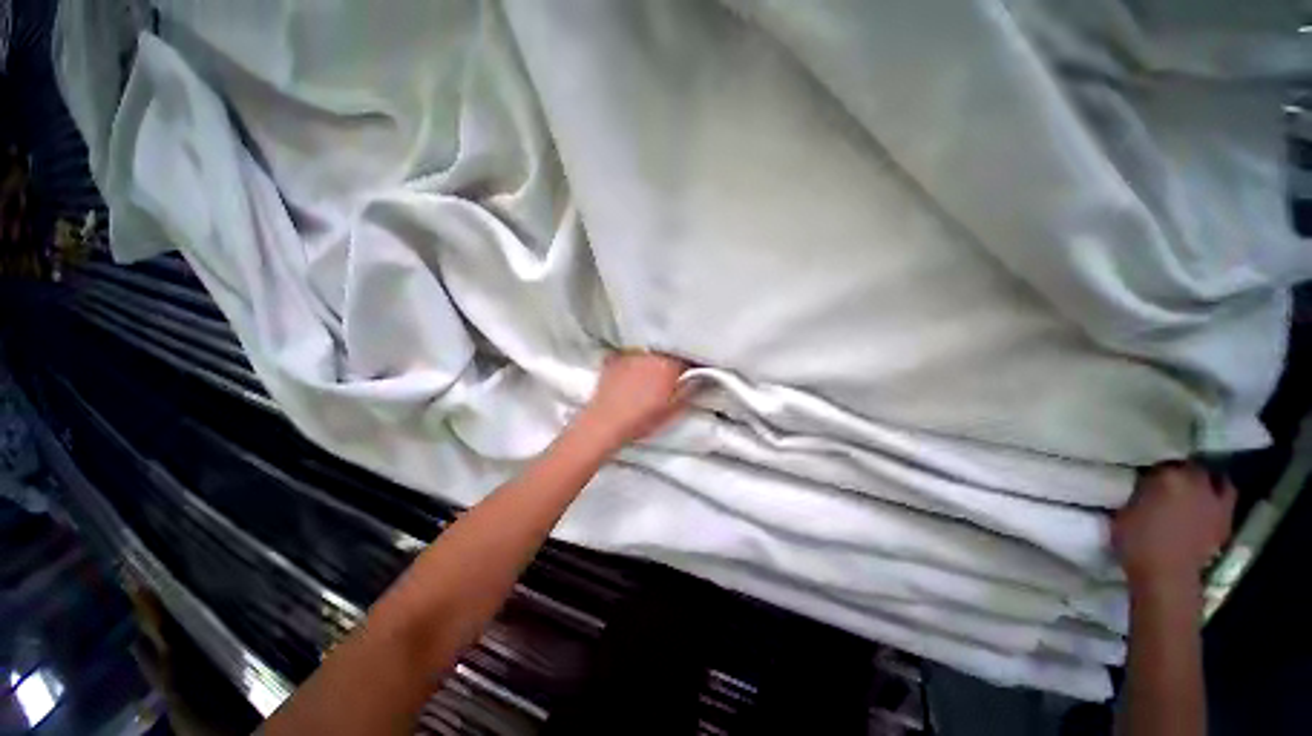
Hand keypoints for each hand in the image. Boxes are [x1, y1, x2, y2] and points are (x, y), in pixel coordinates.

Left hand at [575, 352, 690, 450]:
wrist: (605, 423)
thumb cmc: (641, 419)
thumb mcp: (673, 410)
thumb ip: (690, 390)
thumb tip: (703, 378)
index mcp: (668, 365)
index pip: (687, 356)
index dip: (692, 363)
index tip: (693, 369)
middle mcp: (651, 354)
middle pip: (668, 349)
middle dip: (674, 356)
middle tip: (675, 368)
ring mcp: (631, 354)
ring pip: (649, 349)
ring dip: (655, 355)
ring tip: (654, 367)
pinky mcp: (615, 358)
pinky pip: (631, 352)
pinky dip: (636, 357)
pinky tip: (635, 367)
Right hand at [1113, 463, 1235, 591]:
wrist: (1166, 575)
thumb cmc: (1137, 542)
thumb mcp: (1124, 511)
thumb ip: (1137, 493)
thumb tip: (1142, 485)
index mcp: (1167, 476)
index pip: (1162, 461)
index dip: (1154, 467)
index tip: (1146, 474)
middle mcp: (1196, 481)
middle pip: (1192, 467)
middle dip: (1183, 471)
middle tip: (1170, 480)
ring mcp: (1215, 500)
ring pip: (1217, 480)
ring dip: (1208, 482)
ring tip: (1195, 489)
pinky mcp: (1225, 518)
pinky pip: (1226, 498)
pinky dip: (1219, 498)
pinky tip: (1208, 506)